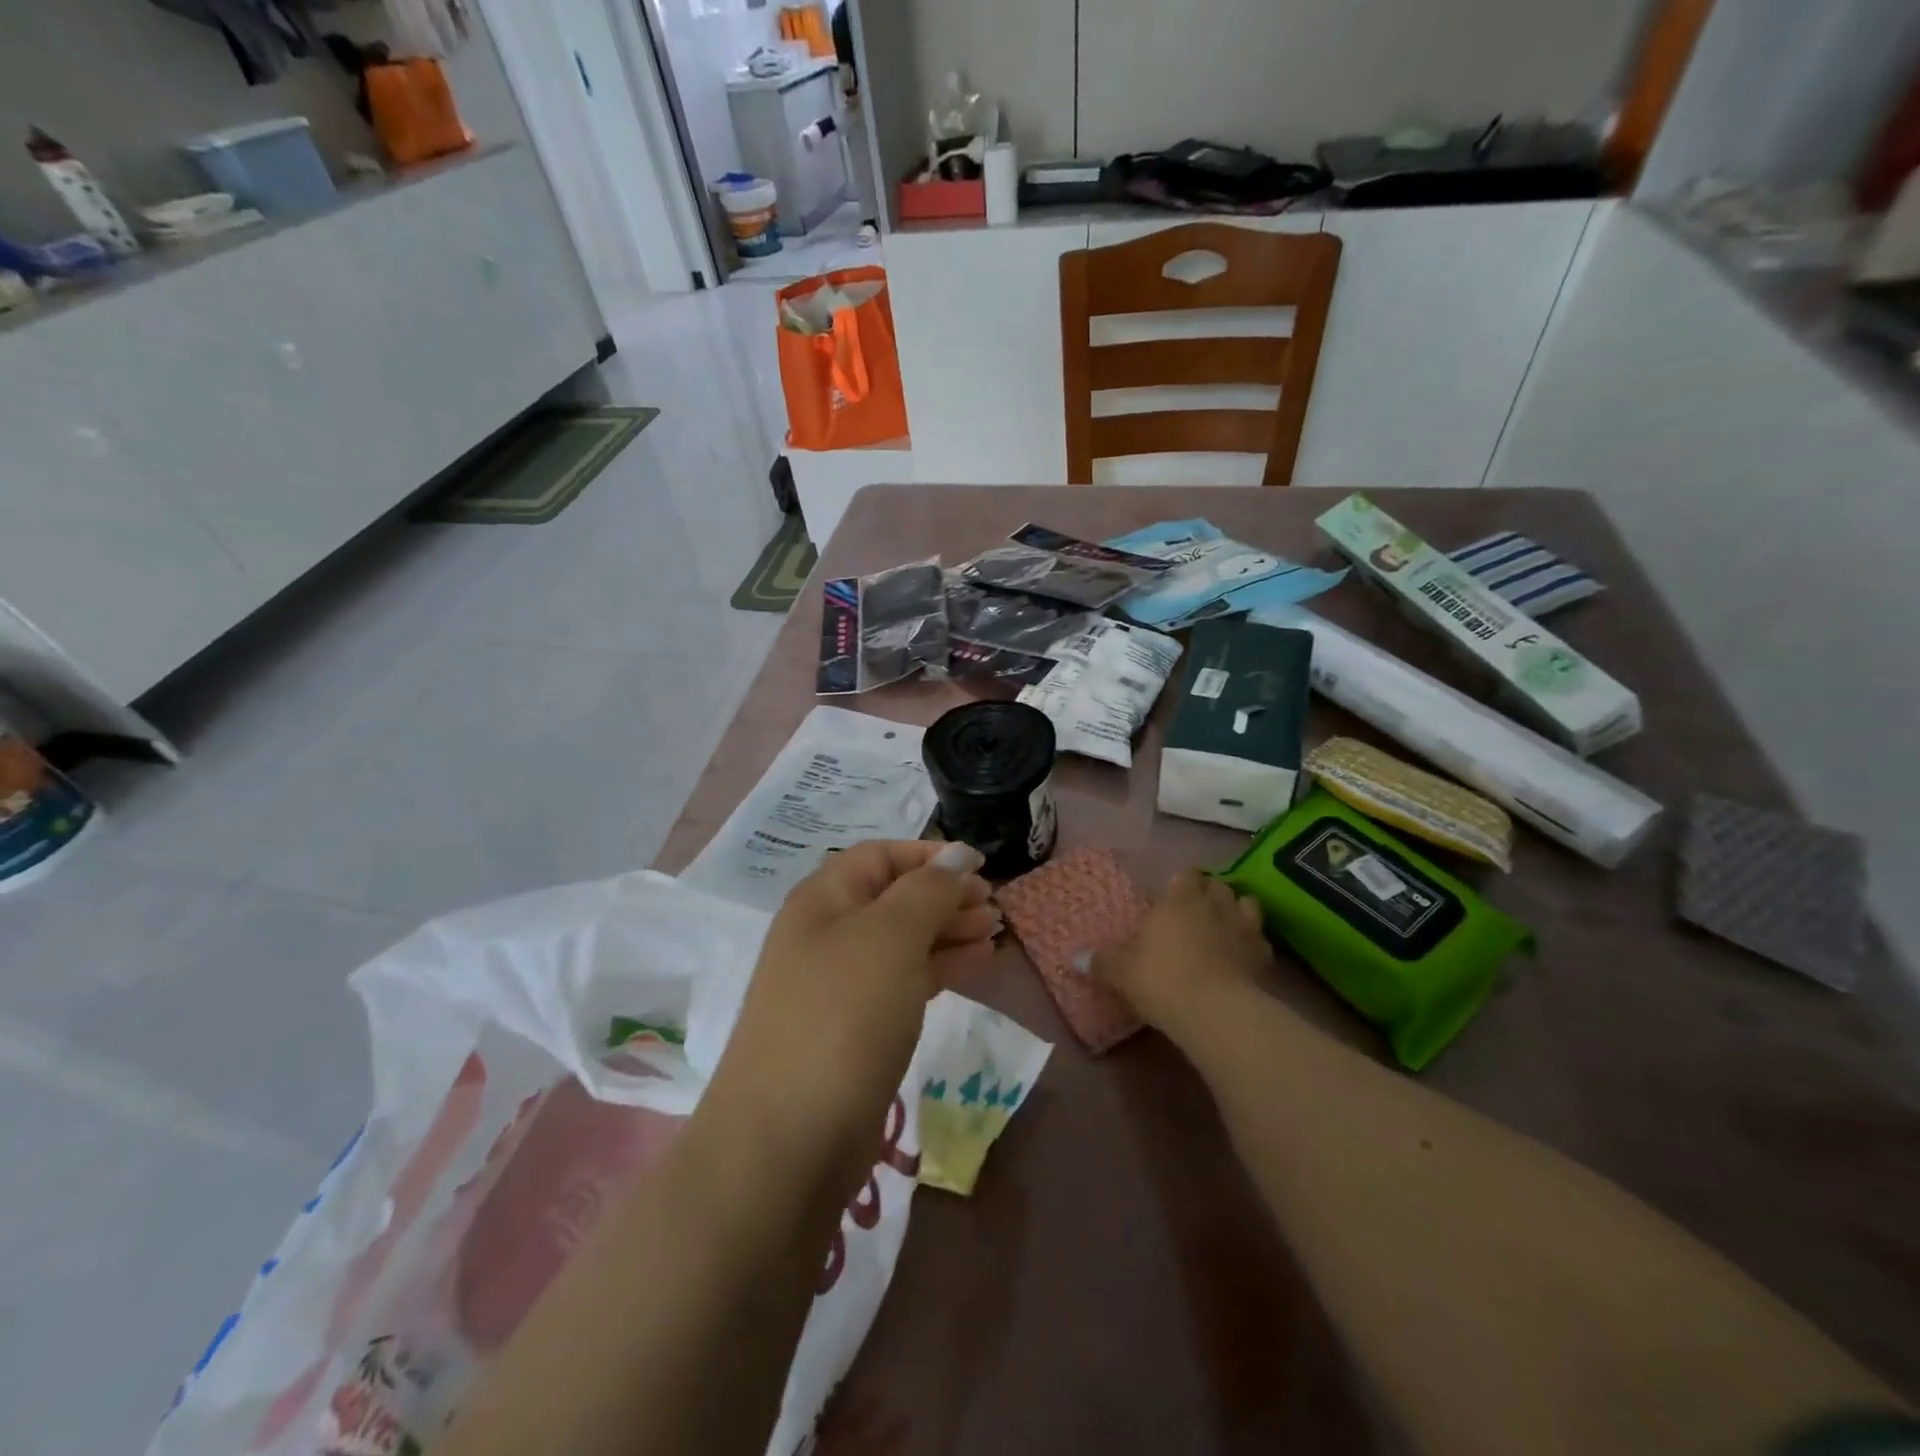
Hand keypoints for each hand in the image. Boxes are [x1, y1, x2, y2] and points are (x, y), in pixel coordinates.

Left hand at [704, 841, 996, 1187]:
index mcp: (823, 899)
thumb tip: (958, 855)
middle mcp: (827, 934)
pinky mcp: (856, 1028)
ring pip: (903, 940)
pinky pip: (904, 981)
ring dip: (949, 930)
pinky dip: (941, 967)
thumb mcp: (890, 937)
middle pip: (894, 896)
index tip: (980, 866)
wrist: (788, 1139)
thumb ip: (928, 890)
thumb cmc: (842, 1016)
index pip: (881, 856)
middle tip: (994, 906)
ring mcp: (840, 984)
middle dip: (945, 894)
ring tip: (995, 932)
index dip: (930, 855)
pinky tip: (977, 964)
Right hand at [1094, 870, 1271, 1035]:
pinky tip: (1243, 957)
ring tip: (1224, 926)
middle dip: (1208, 893)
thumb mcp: (1121, 971)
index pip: (1185, 874)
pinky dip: (1252, 943)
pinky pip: (1260, 939)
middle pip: (1216, 885)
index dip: (1181, 881)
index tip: (1172, 893)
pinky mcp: (1264, 955)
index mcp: (1178, 899)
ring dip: (1236, 911)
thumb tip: (1074, 958)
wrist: (1215, 1011)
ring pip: (1246, 904)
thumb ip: (1100, 962)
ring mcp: (1243, 927)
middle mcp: (1213, 904)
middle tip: (1195, 910)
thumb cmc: (1161, 978)